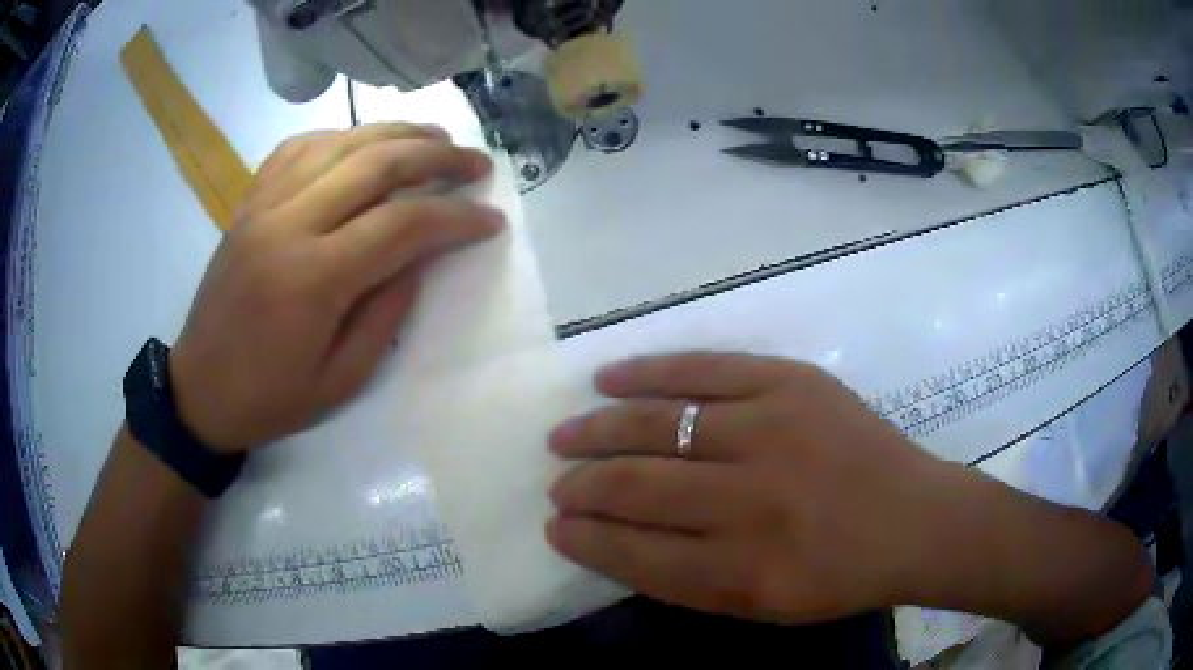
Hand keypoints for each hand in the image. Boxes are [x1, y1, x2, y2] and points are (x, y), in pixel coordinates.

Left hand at [170, 123, 503, 452]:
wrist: (199, 391)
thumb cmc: (270, 399)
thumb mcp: (342, 380)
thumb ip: (387, 312)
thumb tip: (420, 256)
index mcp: (313, 279)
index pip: (402, 225)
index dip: (455, 218)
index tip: (491, 219)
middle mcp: (288, 224)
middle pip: (375, 163)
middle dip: (437, 156)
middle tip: (476, 162)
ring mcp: (263, 206)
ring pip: (340, 142)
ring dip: (396, 133)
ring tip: (435, 138)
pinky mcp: (249, 203)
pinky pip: (298, 148)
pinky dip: (340, 137)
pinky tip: (363, 143)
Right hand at [547, 353, 958, 623]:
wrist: (916, 518)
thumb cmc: (840, 576)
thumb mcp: (763, 607)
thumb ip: (686, 581)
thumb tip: (614, 541)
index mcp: (743, 571)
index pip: (632, 553)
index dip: (585, 539)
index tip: (555, 526)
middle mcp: (752, 500)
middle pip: (636, 487)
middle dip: (581, 486)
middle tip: (557, 483)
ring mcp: (773, 430)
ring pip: (657, 425)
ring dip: (598, 431)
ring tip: (565, 435)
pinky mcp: (791, 383)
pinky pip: (703, 369)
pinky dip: (647, 373)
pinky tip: (608, 379)